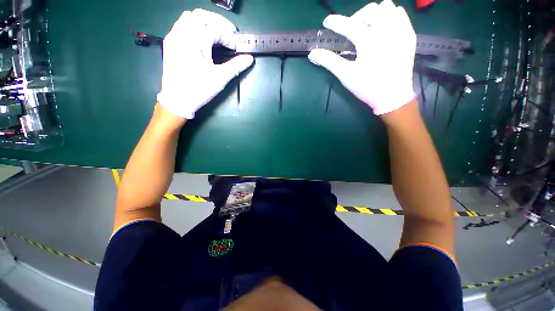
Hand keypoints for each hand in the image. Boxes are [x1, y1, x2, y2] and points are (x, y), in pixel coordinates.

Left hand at [157, 9, 253, 118]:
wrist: (177, 100)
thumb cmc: (199, 89)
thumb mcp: (220, 78)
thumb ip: (236, 66)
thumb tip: (250, 59)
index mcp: (195, 41)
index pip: (214, 28)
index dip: (228, 36)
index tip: (235, 47)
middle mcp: (183, 34)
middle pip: (202, 16)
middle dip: (218, 22)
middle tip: (229, 34)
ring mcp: (174, 36)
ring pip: (190, 17)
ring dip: (206, 22)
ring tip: (216, 34)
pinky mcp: (170, 42)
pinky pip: (181, 25)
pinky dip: (194, 26)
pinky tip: (202, 38)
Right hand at [308, 0, 415, 114]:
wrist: (392, 96)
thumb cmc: (367, 87)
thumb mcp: (346, 75)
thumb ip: (329, 62)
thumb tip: (312, 53)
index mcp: (368, 41)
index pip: (349, 25)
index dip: (336, 22)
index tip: (327, 22)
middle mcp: (386, 30)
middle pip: (370, 10)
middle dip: (356, 17)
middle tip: (350, 30)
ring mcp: (400, 31)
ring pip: (387, 7)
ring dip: (374, 14)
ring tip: (368, 28)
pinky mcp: (408, 36)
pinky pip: (401, 14)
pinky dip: (390, 16)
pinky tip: (384, 28)